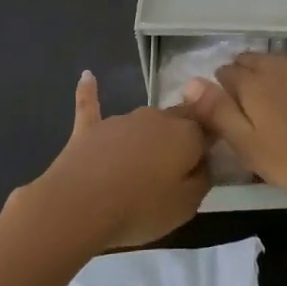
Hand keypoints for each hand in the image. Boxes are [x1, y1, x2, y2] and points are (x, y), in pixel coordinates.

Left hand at [22, 71, 209, 250]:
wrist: (80, 205)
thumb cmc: (140, 209)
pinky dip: (90, 91)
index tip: (202, 168)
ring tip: (142, 165)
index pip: (206, 131)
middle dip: (180, 136)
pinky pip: (91, 104)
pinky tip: (87, 76)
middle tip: (176, 164)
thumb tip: (203, 164)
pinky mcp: (90, 128)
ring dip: (147, 135)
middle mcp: (157, 117)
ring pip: (143, 120)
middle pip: (177, 120)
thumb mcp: (186, 207)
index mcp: (185, 134)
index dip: (206, 148)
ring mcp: (122, 120)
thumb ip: (201, 180)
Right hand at [177, 35, 286, 203]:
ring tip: (270, 83)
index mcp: (253, 87)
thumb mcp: (250, 147)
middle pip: (253, 62)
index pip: (226, 75)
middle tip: (242, 97)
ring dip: (273, 66)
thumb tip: (189, 82)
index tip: (220, 105)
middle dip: (243, 73)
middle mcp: (280, 68)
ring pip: (284, 59)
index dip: (219, 87)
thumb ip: (218, 114)